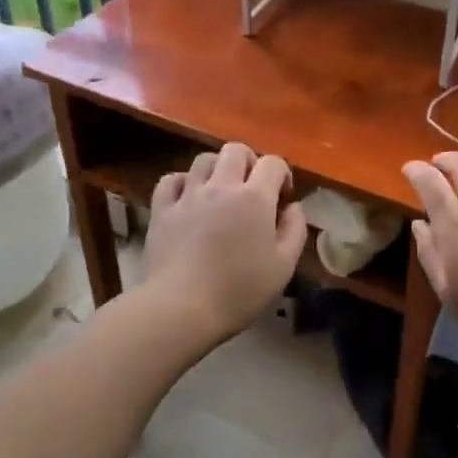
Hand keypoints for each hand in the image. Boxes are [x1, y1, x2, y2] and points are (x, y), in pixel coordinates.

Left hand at [145, 142, 305, 338]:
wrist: (182, 307)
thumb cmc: (239, 290)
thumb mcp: (283, 266)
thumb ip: (294, 230)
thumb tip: (293, 206)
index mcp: (255, 197)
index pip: (273, 163)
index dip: (282, 174)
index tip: (283, 198)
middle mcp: (222, 186)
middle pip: (236, 150)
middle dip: (250, 162)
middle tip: (252, 188)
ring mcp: (189, 195)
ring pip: (204, 159)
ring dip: (218, 169)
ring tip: (221, 191)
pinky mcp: (162, 209)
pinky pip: (171, 180)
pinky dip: (183, 182)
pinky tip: (188, 198)